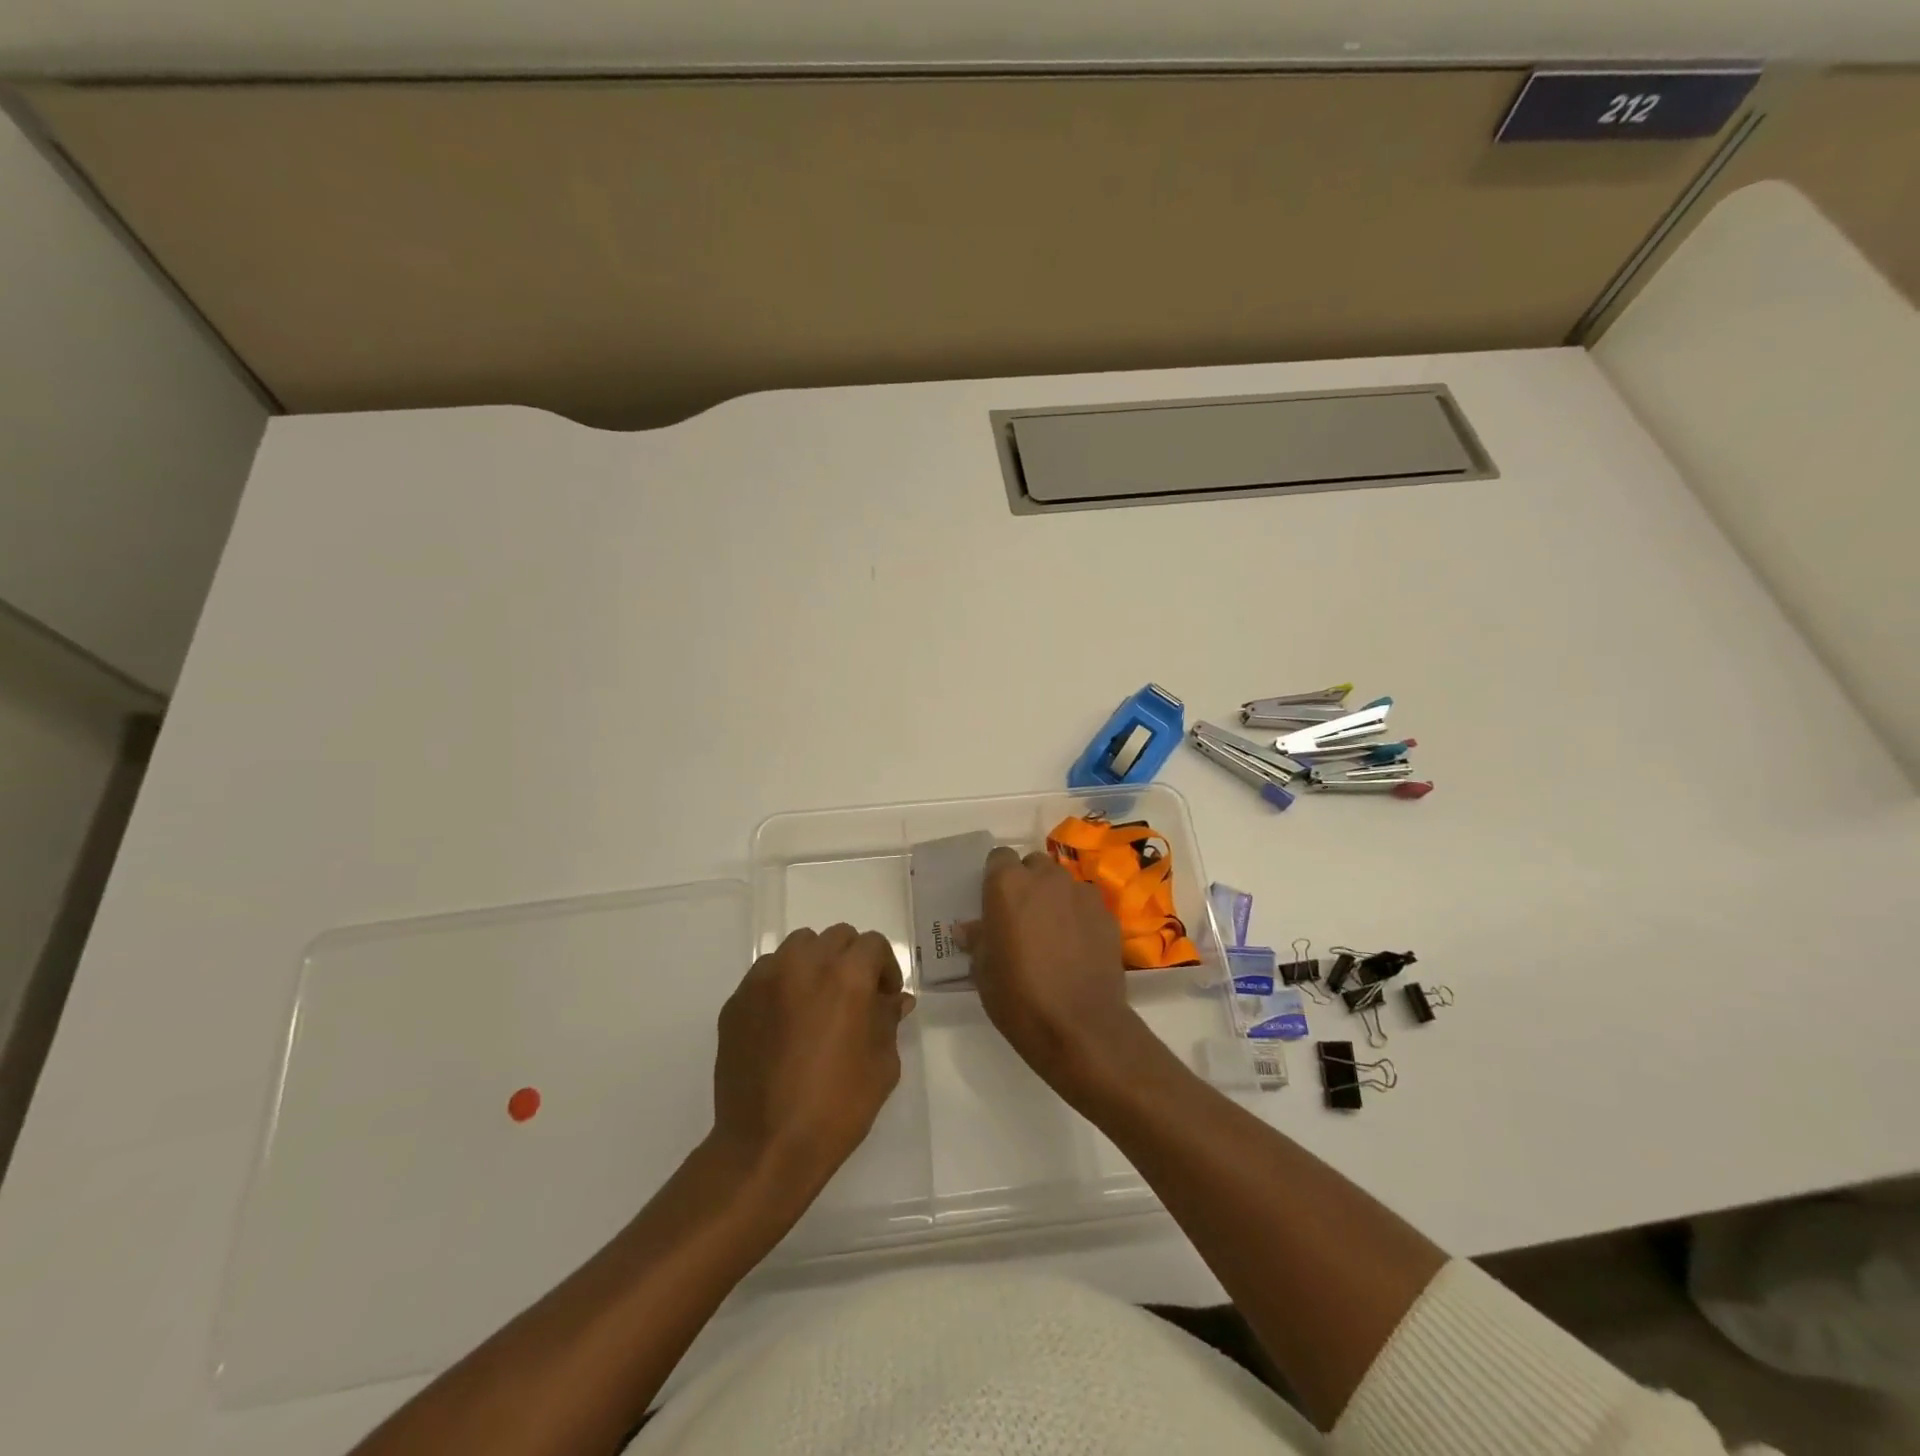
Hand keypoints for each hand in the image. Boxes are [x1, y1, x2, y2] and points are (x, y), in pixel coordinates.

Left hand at [711, 925, 914, 1210]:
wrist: (765, 1146)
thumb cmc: (836, 1107)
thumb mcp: (882, 1065)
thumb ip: (889, 1020)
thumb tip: (895, 1000)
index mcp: (846, 976)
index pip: (873, 945)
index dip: (885, 968)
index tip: (885, 998)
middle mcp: (803, 965)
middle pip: (835, 937)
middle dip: (851, 960)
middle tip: (853, 998)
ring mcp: (764, 980)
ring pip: (798, 947)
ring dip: (815, 964)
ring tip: (816, 1003)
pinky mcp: (737, 1000)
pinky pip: (767, 974)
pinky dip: (782, 985)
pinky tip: (785, 1023)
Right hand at [966, 847, 1152, 1098]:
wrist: (1079, 1027)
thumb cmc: (1018, 997)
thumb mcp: (983, 971)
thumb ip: (978, 939)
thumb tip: (968, 928)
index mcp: (1007, 885)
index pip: (999, 857)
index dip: (996, 877)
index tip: (995, 902)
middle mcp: (1046, 878)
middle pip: (1034, 865)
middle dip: (1028, 883)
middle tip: (1023, 917)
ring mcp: (1081, 893)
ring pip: (1063, 883)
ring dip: (1055, 898)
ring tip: (1053, 933)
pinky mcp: (1107, 914)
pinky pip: (1086, 904)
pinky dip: (1080, 917)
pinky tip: (1078, 948)